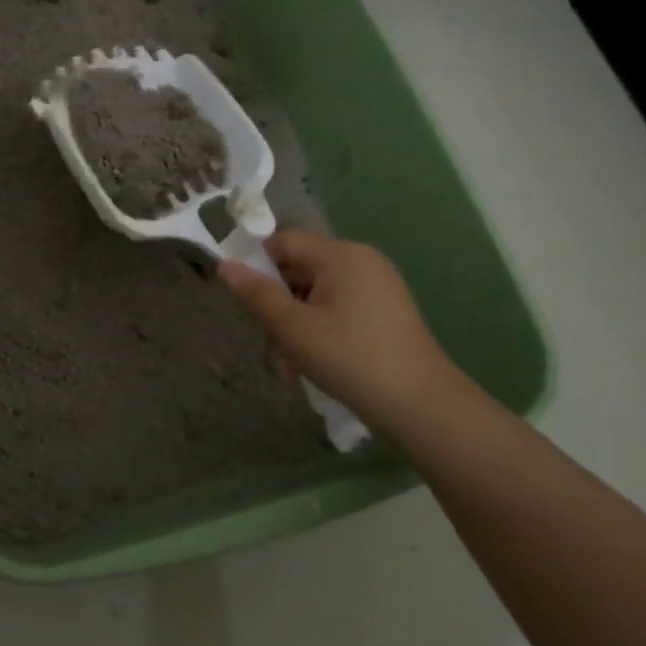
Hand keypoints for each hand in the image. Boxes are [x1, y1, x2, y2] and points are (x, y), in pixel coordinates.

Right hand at [218, 228, 456, 422]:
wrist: (421, 405)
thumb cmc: (349, 358)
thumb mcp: (292, 328)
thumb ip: (256, 294)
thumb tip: (224, 265)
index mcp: (341, 255)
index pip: (283, 240)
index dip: (256, 262)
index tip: (243, 298)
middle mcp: (362, 261)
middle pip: (300, 266)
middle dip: (277, 299)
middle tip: (268, 338)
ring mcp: (379, 286)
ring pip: (317, 292)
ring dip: (296, 319)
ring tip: (292, 360)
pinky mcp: (386, 312)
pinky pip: (339, 307)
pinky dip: (320, 327)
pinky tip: (317, 360)